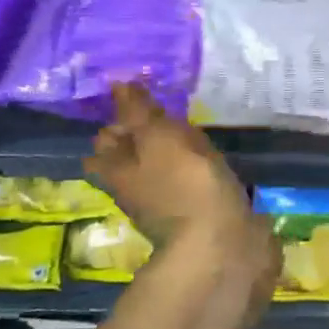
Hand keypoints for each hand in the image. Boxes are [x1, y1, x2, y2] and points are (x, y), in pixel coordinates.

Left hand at [85, 83, 268, 266]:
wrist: (222, 245)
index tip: (135, 97)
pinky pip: (187, 181)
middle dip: (138, 135)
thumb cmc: (184, 184)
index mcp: (117, 169)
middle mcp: (134, 186)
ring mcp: (165, 201)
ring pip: (157, 168)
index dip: (116, 118)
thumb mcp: (158, 137)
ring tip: (187, 127)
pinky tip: (208, 154)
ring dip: (167, 150)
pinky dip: (192, 167)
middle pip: (128, 156)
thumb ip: (139, 110)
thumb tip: (117, 83)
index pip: (105, 139)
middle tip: (160, 109)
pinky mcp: (196, 211)